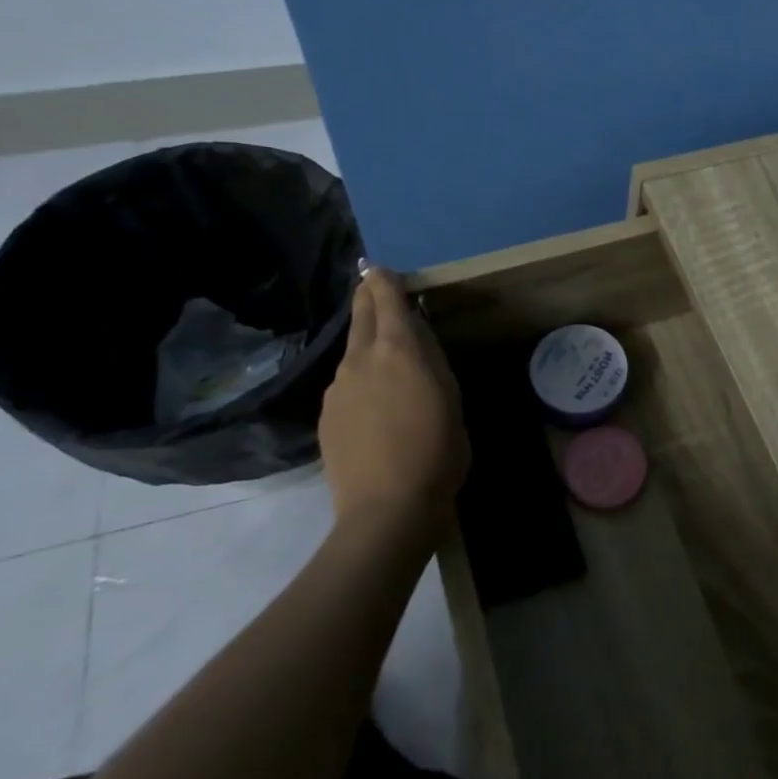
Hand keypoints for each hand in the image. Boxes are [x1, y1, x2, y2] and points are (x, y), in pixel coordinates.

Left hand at [318, 269, 468, 525]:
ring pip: (352, 353)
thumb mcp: (450, 397)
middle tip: (374, 289)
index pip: (385, 298)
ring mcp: (338, 389)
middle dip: (367, 298)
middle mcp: (361, 360)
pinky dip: (359, 380)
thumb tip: (417, 333)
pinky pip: (345, 385)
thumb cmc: (437, 449)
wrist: (387, 509)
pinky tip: (374, 405)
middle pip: (360, 316)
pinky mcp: (327, 417)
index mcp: (399, 349)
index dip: (383, 280)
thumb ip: (432, 359)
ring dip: (366, 345)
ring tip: (385, 360)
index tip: (382, 269)